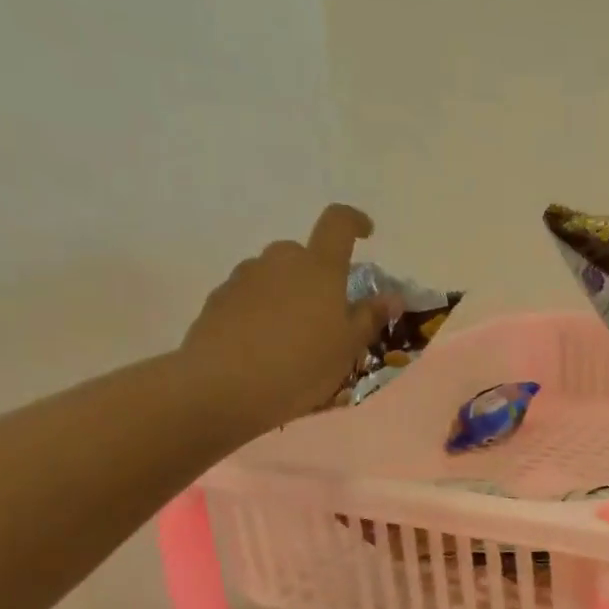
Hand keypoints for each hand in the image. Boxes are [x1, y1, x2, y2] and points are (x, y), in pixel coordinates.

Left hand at [181, 204, 393, 427]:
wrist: (221, 387)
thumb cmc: (299, 366)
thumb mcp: (347, 348)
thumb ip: (369, 317)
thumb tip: (392, 297)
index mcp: (319, 268)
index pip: (338, 223)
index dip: (354, 221)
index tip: (365, 233)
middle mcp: (279, 261)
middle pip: (302, 254)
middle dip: (316, 275)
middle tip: (325, 314)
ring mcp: (244, 278)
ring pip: (273, 276)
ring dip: (286, 294)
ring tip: (291, 337)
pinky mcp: (217, 300)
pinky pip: (248, 297)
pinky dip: (260, 312)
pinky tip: (262, 347)